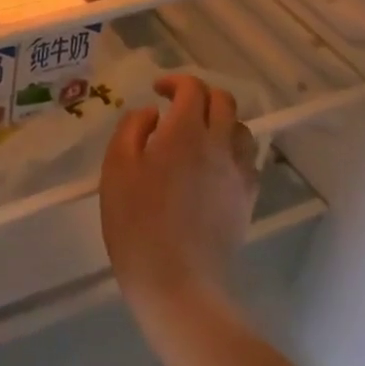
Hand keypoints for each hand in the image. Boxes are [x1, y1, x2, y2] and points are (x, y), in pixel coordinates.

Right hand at [100, 74, 258, 328]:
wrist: (177, 283)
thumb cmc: (136, 221)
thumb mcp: (117, 167)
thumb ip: (132, 128)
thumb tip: (151, 114)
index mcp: (186, 132)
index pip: (192, 88)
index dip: (175, 81)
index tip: (156, 91)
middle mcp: (219, 145)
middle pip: (224, 101)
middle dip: (200, 95)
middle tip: (176, 108)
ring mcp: (238, 174)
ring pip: (241, 129)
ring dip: (220, 122)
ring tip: (197, 136)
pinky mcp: (247, 200)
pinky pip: (247, 160)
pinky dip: (231, 151)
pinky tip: (211, 167)